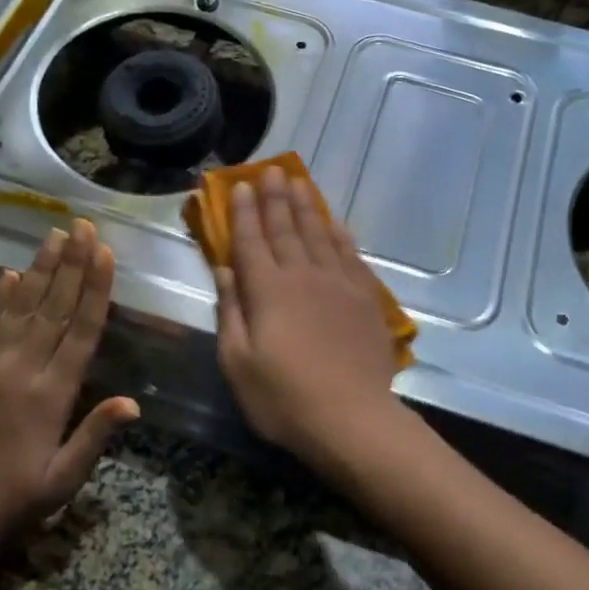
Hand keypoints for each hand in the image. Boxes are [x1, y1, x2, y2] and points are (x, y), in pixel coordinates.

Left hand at [0, 220, 138, 552]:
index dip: (94, 289)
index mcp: (51, 394)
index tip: (103, 253)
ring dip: (39, 269)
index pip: (80, 330)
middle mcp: (20, 370)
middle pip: (52, 306)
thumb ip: (95, 435)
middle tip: (82, 226)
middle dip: (70, 263)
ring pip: (19, 306)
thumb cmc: (13, 500)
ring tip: (54, 236)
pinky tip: (9, 273)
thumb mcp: (63, 478)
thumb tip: (133, 401)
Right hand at [213, 166, 401, 470]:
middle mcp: (303, 276)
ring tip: (298, 182)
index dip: (243, 212)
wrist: (352, 419)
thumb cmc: (284, 398)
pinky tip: (335, 222)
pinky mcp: (364, 298)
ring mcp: (338, 284)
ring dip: (307, 206)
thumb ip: (231, 312)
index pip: (251, 241)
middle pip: (286, 228)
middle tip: (269, 170)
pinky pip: (350, 254)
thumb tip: (225, 271)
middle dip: (274, 198)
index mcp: (267, 291)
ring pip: (319, 234)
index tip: (238, 186)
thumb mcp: (238, 362)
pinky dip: (340, 234)